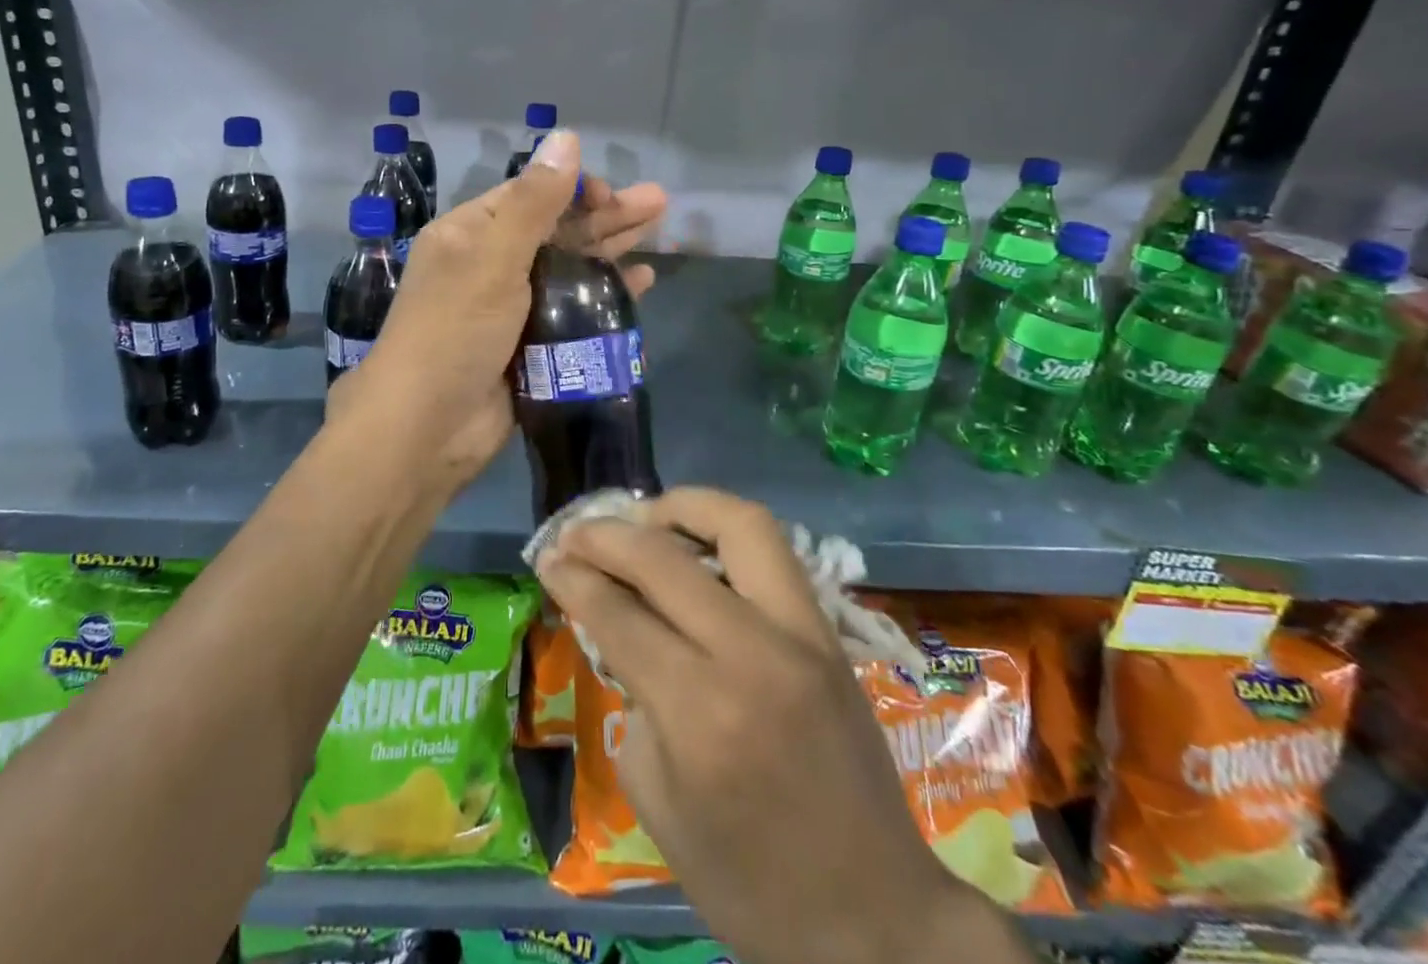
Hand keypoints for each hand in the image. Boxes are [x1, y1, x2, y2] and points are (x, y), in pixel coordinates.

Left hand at [328, 130, 666, 494]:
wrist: (427, 428)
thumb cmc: (453, 331)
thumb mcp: (492, 258)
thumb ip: (533, 202)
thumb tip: (564, 137)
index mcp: (470, 236)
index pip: (528, 196)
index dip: (571, 189)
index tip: (610, 194)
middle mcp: (490, 266)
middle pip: (557, 230)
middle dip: (605, 214)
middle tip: (659, 203)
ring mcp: (513, 309)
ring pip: (570, 268)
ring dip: (612, 249)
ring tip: (659, 229)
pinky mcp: (533, 346)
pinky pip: (575, 311)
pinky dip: (605, 295)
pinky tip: (640, 283)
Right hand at [536, 489, 1020, 963]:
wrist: (879, 922)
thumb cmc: (752, 885)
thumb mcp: (658, 804)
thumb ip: (633, 700)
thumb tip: (621, 631)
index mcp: (700, 712)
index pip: (619, 613)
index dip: (573, 577)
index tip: (548, 559)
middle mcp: (752, 654)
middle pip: (664, 558)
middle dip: (606, 536)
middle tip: (576, 535)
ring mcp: (802, 634)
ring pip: (739, 524)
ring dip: (681, 506)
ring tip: (644, 518)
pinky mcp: (829, 633)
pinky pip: (772, 552)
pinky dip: (724, 530)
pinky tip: (696, 545)